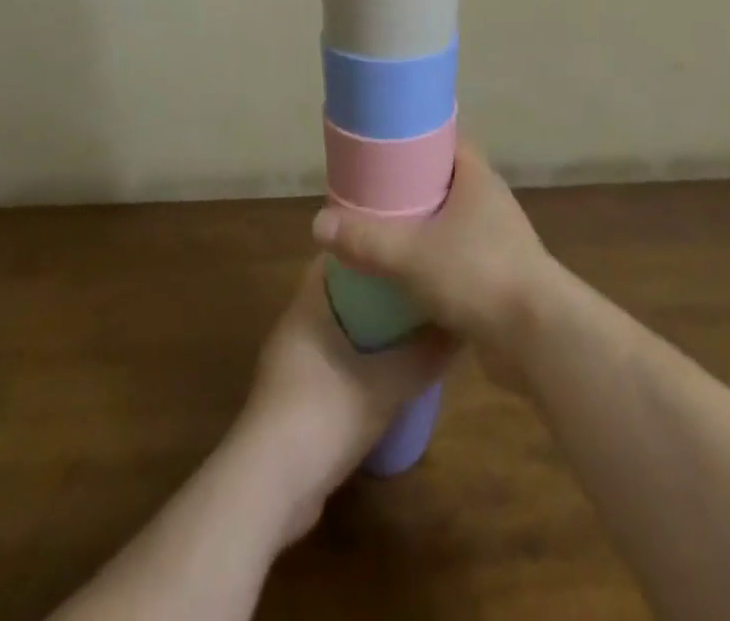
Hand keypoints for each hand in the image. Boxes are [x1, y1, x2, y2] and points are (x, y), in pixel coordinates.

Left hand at [237, 258, 453, 542]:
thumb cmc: (324, 414)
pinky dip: (359, 359)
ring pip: (338, 328)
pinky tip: (389, 372)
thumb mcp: (387, 384)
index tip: (406, 239)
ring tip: (412, 323)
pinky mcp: (293, 399)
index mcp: (308, 305)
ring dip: (370, 326)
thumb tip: (462, 327)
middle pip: (341, 291)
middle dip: (379, 286)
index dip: (372, 243)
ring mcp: (291, 364)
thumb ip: (425, 354)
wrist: (268, 491)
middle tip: (419, 281)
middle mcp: (296, 325)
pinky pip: (333, 361)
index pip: (340, 254)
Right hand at [310, 144, 557, 360]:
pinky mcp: (500, 276)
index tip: (383, 143)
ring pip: (453, 222)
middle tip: (372, 191)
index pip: (447, 139)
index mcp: (477, 178)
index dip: (417, 136)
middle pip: (447, 180)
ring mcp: (499, 239)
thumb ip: (365, 240)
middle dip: (412, 185)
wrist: (537, 336)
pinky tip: (407, 276)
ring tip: (383, 232)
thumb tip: (318, 223)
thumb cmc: (477, 274)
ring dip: (424, 227)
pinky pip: (460, 257)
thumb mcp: (410, 255)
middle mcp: (491, 201)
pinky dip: (436, 261)